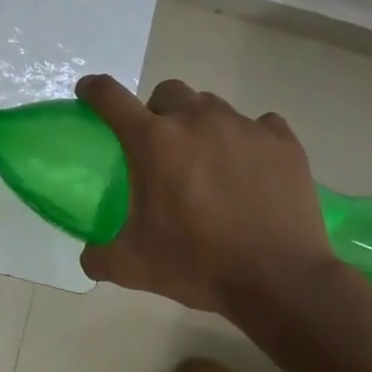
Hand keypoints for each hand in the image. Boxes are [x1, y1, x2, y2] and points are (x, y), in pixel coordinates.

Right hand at [75, 76, 336, 315]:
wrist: (280, 281)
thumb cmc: (197, 264)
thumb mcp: (133, 267)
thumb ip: (99, 256)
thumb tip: (89, 256)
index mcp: (153, 141)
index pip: (109, 96)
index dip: (93, 90)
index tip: (89, 93)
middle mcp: (196, 120)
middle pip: (168, 92)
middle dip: (158, 111)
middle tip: (161, 147)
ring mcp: (244, 127)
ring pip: (212, 106)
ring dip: (201, 125)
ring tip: (208, 161)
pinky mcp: (283, 142)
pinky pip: (260, 125)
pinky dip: (248, 140)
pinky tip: (249, 169)